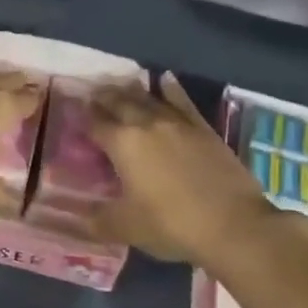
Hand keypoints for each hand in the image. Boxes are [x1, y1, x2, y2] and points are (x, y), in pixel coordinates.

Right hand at [87, 73, 283, 265]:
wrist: (234, 225)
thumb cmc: (171, 225)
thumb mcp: (126, 227)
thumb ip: (98, 219)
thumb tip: (79, 216)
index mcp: (122, 144)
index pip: (94, 123)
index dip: (81, 117)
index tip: (73, 111)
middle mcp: (147, 125)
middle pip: (119, 103)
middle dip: (103, 97)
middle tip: (93, 94)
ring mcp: (179, 124)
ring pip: (149, 98)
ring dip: (131, 91)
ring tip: (120, 85)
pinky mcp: (204, 130)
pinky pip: (182, 101)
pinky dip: (171, 89)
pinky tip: (165, 80)